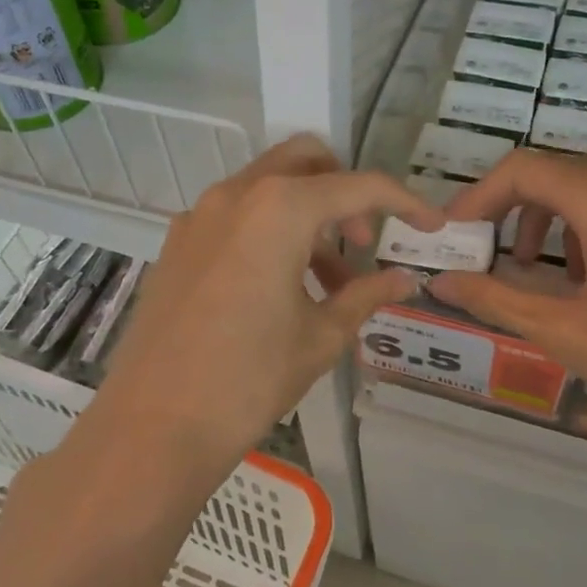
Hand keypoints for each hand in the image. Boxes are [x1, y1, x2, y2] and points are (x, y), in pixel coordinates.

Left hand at [90, 136, 439, 474]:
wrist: (154, 424)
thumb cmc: (249, 378)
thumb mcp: (321, 336)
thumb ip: (367, 295)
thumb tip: (406, 279)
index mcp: (279, 209)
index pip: (358, 186)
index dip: (404, 203)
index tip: (431, 227)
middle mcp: (236, 194)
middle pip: (306, 162)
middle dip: (346, 191)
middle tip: (362, 242)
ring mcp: (199, 216)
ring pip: (268, 188)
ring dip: (308, 216)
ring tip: (328, 284)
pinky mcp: (177, 244)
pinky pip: (236, 216)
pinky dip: (270, 231)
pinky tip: (279, 288)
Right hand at [430, 150, 586, 457]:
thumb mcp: (562, 330)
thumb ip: (494, 298)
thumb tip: (441, 282)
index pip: (522, 170)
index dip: (477, 197)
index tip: (453, 235)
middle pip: (552, 175)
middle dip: (507, 210)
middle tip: (481, 252)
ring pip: (585, 191)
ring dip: (544, 221)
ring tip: (530, 271)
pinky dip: (581, 231)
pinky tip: (584, 281)